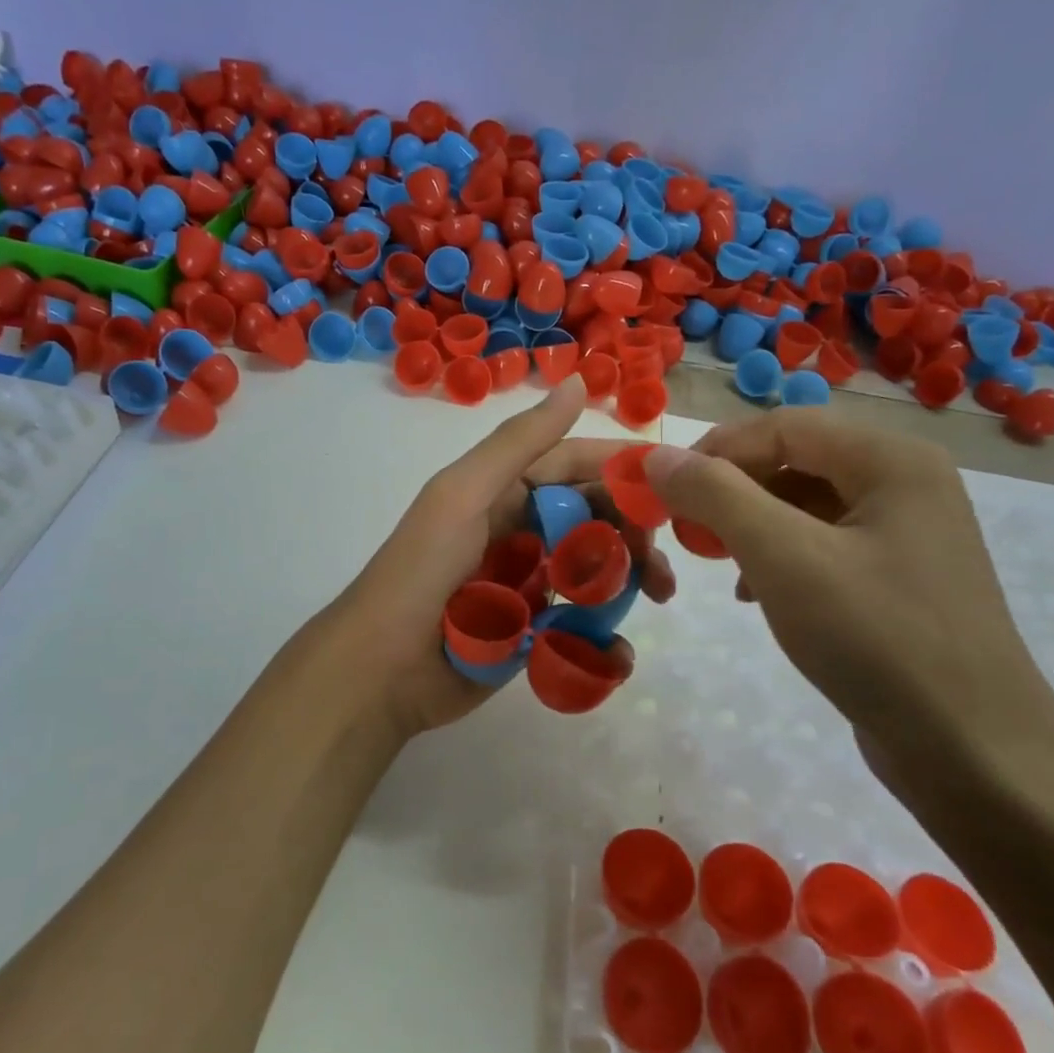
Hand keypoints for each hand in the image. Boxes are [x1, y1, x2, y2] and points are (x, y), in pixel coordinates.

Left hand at [321, 377, 674, 738]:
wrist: (380, 670)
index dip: (619, 469)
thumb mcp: (464, 494)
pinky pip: (581, 626)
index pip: (572, 466)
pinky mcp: (531, 634)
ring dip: (629, 579)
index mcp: (502, 492)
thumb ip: (521, 443)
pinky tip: (616, 650)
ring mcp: (527, 585)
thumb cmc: (422, 571)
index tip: (673, 482)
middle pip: (592, 518)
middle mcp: (519, 531)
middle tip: (665, 558)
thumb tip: (582, 383)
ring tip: (659, 597)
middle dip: (633, 531)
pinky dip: (604, 635)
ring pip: (594, 571)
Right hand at [644, 411, 1053, 768]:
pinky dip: (781, 556)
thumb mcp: (783, 558)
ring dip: (752, 524)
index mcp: (892, 460)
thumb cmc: (876, 639)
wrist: (975, 755)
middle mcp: (907, 482)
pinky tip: (757, 592)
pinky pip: (826, 543)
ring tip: (719, 563)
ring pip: (807, 504)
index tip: (665, 491)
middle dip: (733, 490)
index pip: (783, 426)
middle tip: (689, 530)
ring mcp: (909, 532)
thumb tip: (659, 457)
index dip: (716, 451)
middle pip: (797, 459)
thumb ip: (716, 496)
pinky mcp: (901, 578)